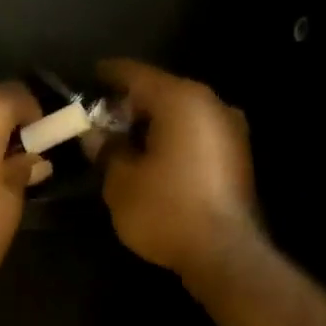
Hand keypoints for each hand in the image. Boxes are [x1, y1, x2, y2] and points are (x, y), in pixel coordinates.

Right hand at [94, 59, 262, 295]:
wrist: (222, 251)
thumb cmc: (165, 210)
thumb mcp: (120, 182)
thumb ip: (106, 150)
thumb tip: (95, 134)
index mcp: (181, 100)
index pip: (136, 74)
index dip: (108, 75)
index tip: (89, 78)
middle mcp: (211, 104)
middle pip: (162, 92)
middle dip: (130, 104)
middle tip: (100, 120)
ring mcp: (230, 129)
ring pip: (180, 115)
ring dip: (152, 125)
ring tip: (124, 143)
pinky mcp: (236, 156)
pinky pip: (194, 135)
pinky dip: (171, 140)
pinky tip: (152, 160)